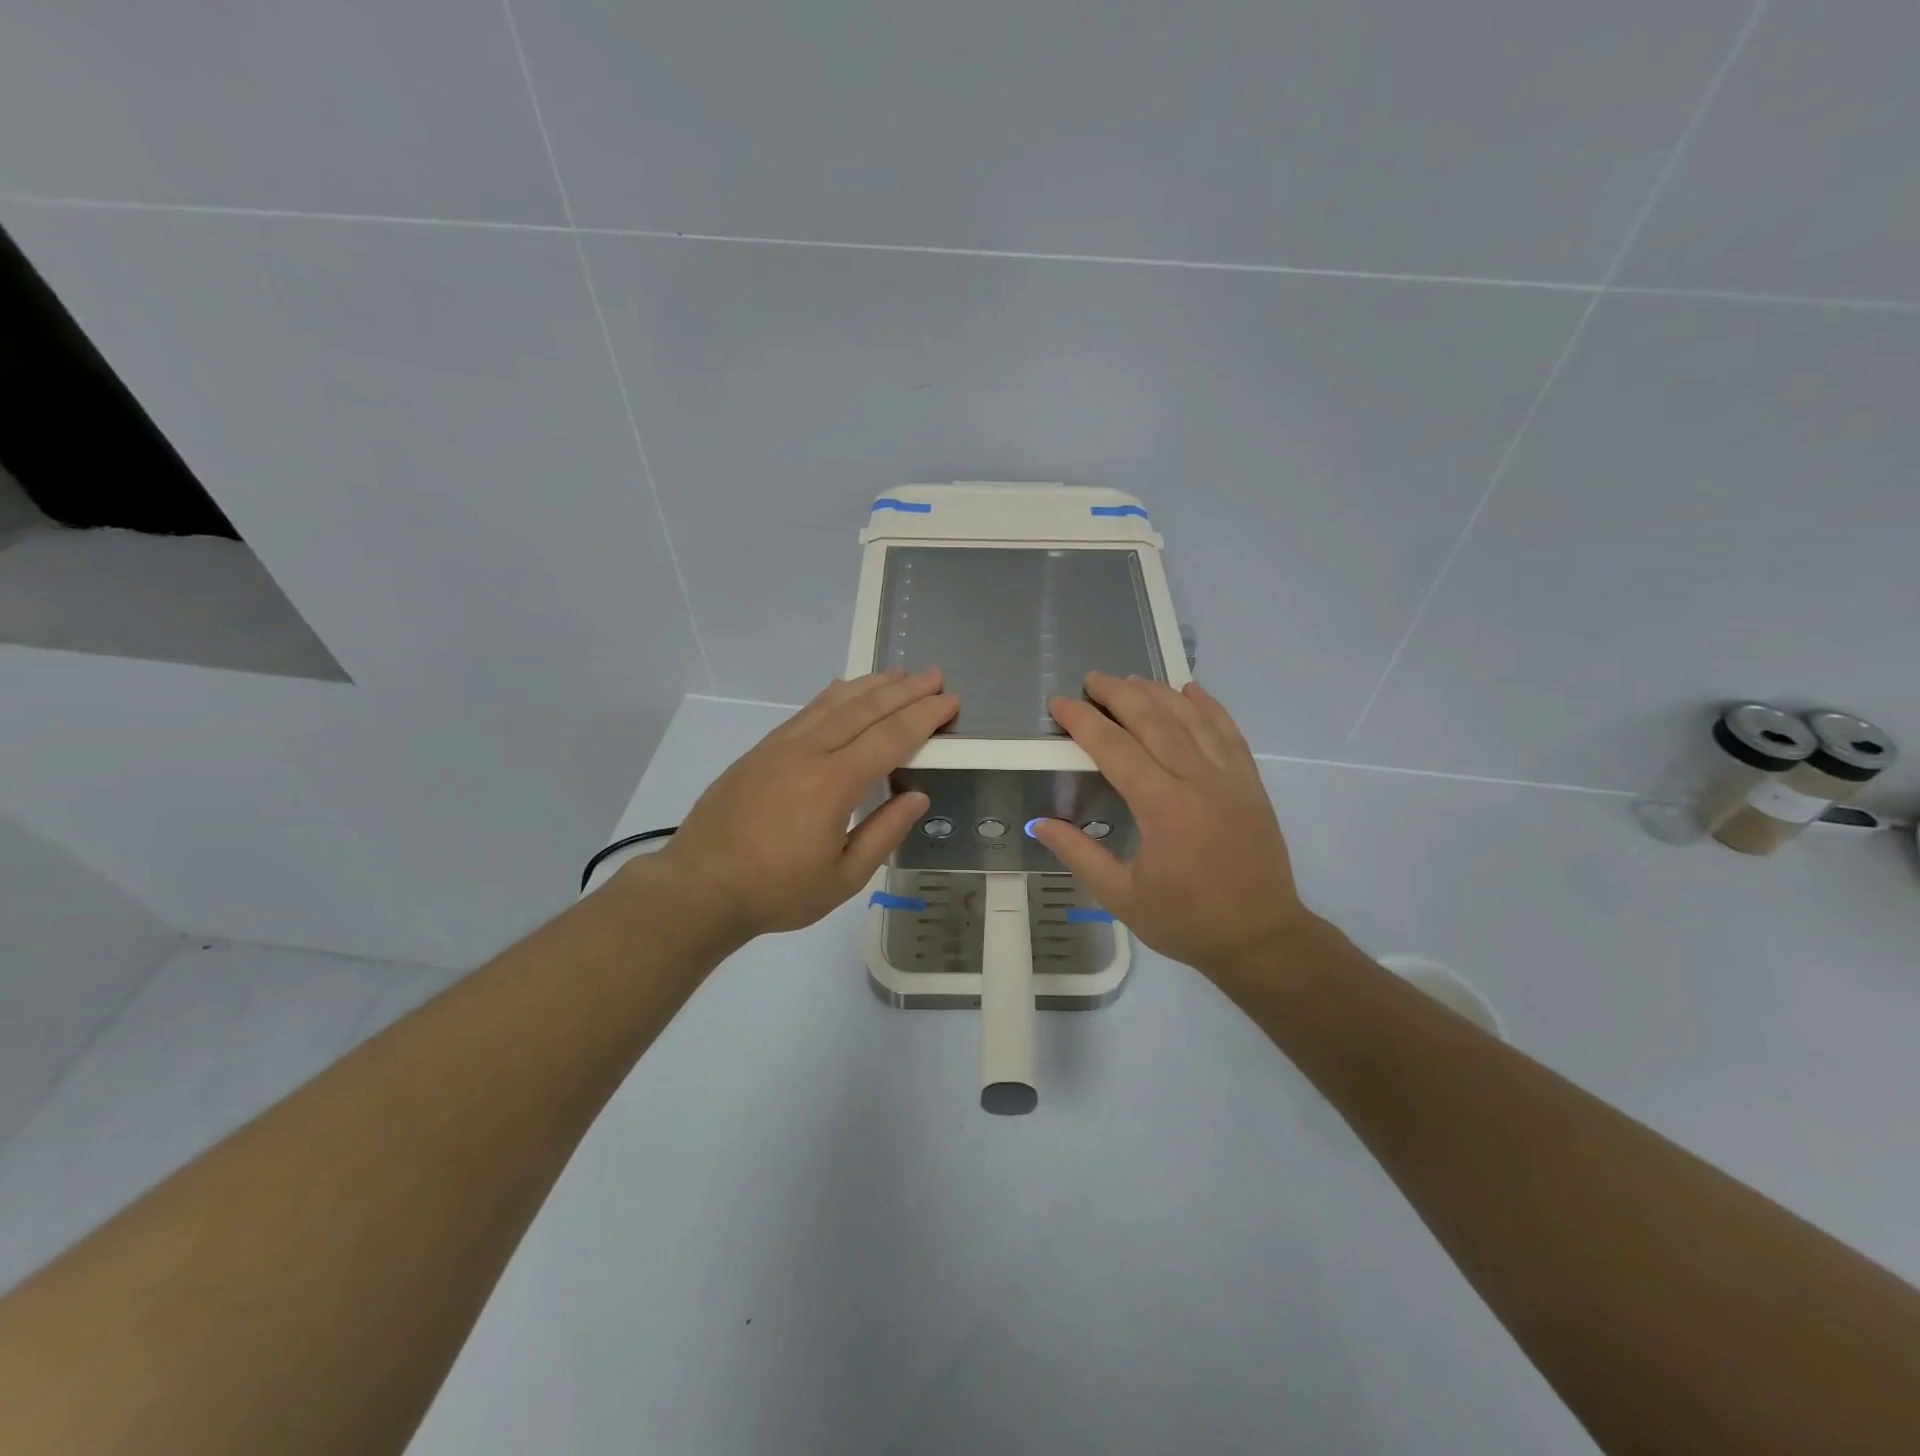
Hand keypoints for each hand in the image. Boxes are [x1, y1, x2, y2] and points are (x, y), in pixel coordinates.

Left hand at [648, 669, 956, 940]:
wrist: (700, 887)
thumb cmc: (777, 890)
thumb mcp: (843, 877)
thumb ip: (884, 833)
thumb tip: (918, 796)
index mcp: (834, 783)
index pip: (891, 738)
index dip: (924, 717)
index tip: (950, 701)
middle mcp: (809, 753)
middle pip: (866, 710)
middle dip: (905, 690)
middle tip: (935, 676)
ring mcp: (780, 747)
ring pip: (834, 702)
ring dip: (871, 685)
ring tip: (899, 673)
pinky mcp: (760, 750)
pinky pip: (806, 711)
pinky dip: (833, 695)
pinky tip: (844, 688)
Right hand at [1032, 673, 1315, 978]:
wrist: (1261, 938)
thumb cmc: (1186, 921)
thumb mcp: (1122, 897)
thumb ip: (1079, 854)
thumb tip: (1039, 823)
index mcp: (1163, 807)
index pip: (1114, 748)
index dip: (1083, 721)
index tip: (1060, 703)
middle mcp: (1197, 781)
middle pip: (1153, 721)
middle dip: (1118, 694)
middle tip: (1091, 679)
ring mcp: (1230, 778)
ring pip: (1191, 719)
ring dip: (1158, 693)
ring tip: (1131, 679)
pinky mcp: (1251, 783)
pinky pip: (1229, 732)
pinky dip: (1209, 706)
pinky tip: (1191, 690)